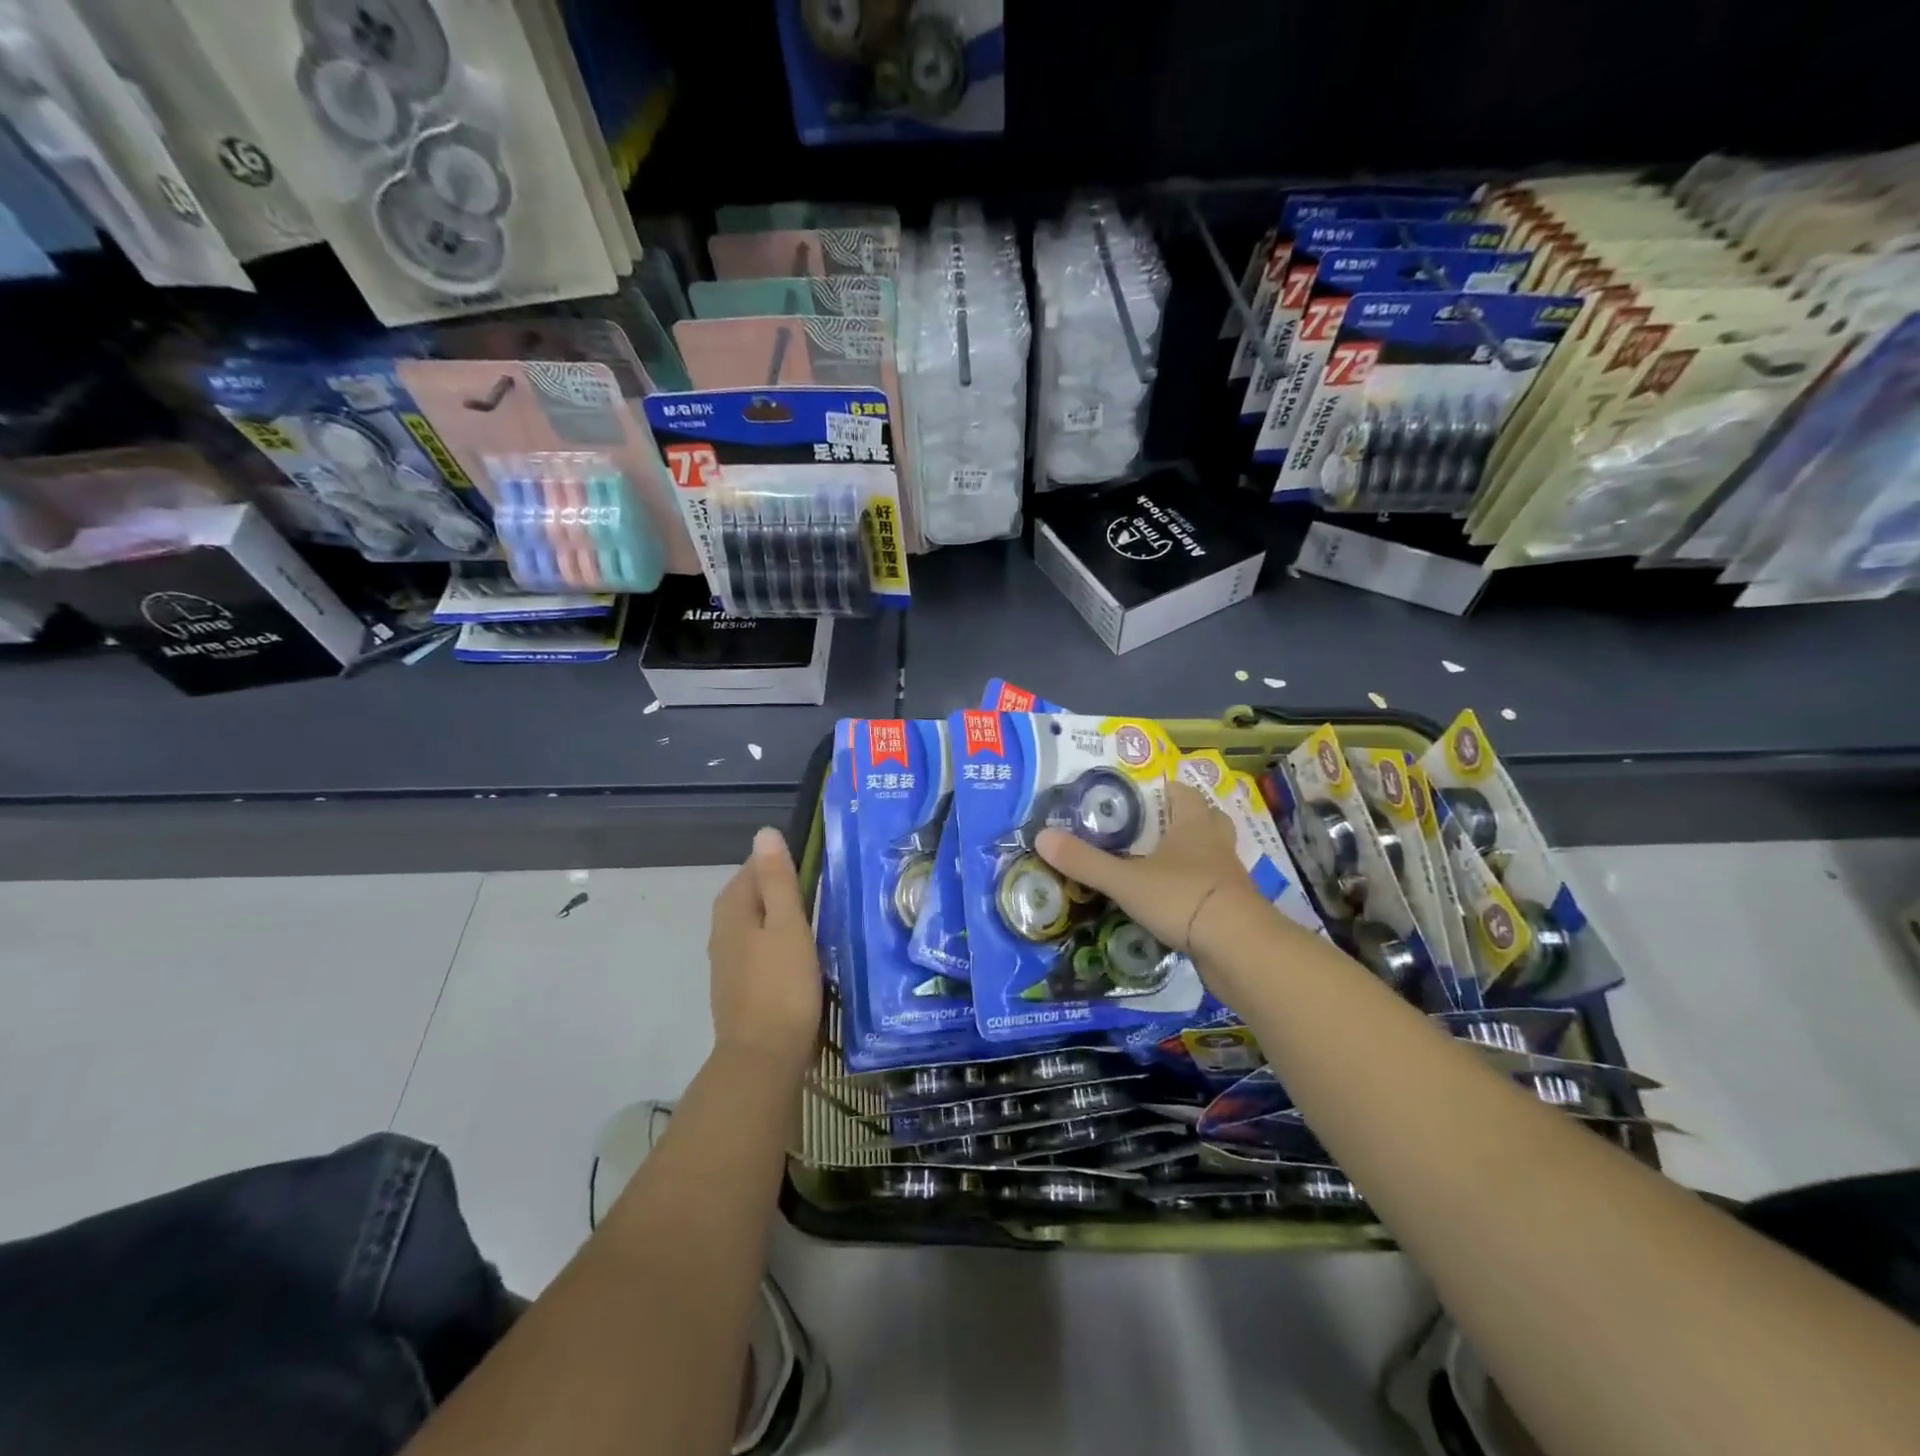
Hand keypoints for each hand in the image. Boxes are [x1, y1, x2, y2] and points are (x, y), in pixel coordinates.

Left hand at [708, 827, 822, 1082]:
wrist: (763, 1057)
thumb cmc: (782, 985)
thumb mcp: (788, 925)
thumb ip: (777, 880)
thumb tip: (764, 833)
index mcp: (732, 912)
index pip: (750, 869)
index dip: (776, 862)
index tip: (810, 864)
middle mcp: (722, 933)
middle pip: (745, 896)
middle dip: (773, 886)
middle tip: (813, 887)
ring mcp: (726, 963)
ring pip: (748, 923)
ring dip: (772, 915)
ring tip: (807, 917)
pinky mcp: (737, 988)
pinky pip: (753, 948)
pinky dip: (770, 941)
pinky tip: (793, 952)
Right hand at [1036, 780, 1269, 962]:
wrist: (1239, 948)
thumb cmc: (1183, 898)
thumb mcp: (1125, 880)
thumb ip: (1085, 862)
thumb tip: (1042, 837)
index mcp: (1193, 826)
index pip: (1184, 793)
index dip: (1167, 789)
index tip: (1147, 792)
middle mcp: (1216, 845)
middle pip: (1208, 820)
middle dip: (1186, 820)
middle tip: (1156, 828)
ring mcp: (1229, 878)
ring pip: (1214, 855)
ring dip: (1194, 855)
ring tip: (1163, 866)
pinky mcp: (1234, 909)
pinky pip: (1214, 890)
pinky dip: (1197, 890)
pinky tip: (1175, 903)